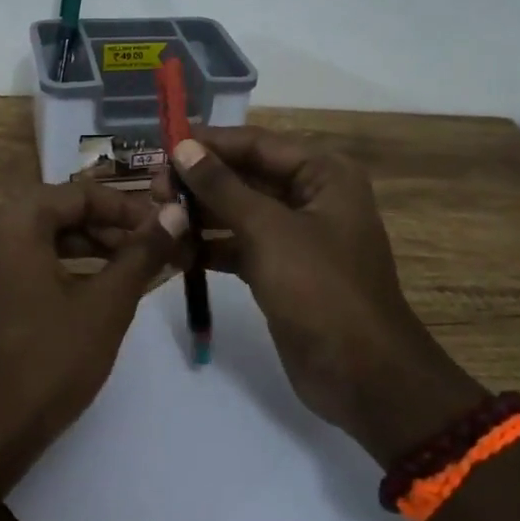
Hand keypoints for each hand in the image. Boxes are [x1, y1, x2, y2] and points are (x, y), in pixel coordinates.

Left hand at [0, 181, 188, 464]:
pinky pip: (33, 263)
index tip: (165, 226)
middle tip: (153, 246)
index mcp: (17, 223)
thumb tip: (175, 214)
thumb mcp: (105, 305)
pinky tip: (100, 291)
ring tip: (134, 267)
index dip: (127, 207)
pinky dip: (69, 267)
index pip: (80, 194)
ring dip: (92, 246)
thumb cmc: (48, 361)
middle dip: (110, 226)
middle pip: (62, 211)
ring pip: (48, 238)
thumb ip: (141, 255)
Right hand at [166, 128, 485, 466]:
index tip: (163, 147)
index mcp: (323, 174)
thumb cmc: (321, 289)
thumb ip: (222, 187)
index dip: (210, 143)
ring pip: (239, 212)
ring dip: (200, 215)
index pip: (257, 143)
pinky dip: (211, 247)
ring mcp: (296, 236)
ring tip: (158, 218)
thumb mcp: (268, 231)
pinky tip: (175, 253)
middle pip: (245, 176)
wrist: (364, 377)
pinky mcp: (281, 270)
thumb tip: (183, 148)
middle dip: (200, 182)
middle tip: (155, 190)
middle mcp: (311, 197)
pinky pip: (240, 245)